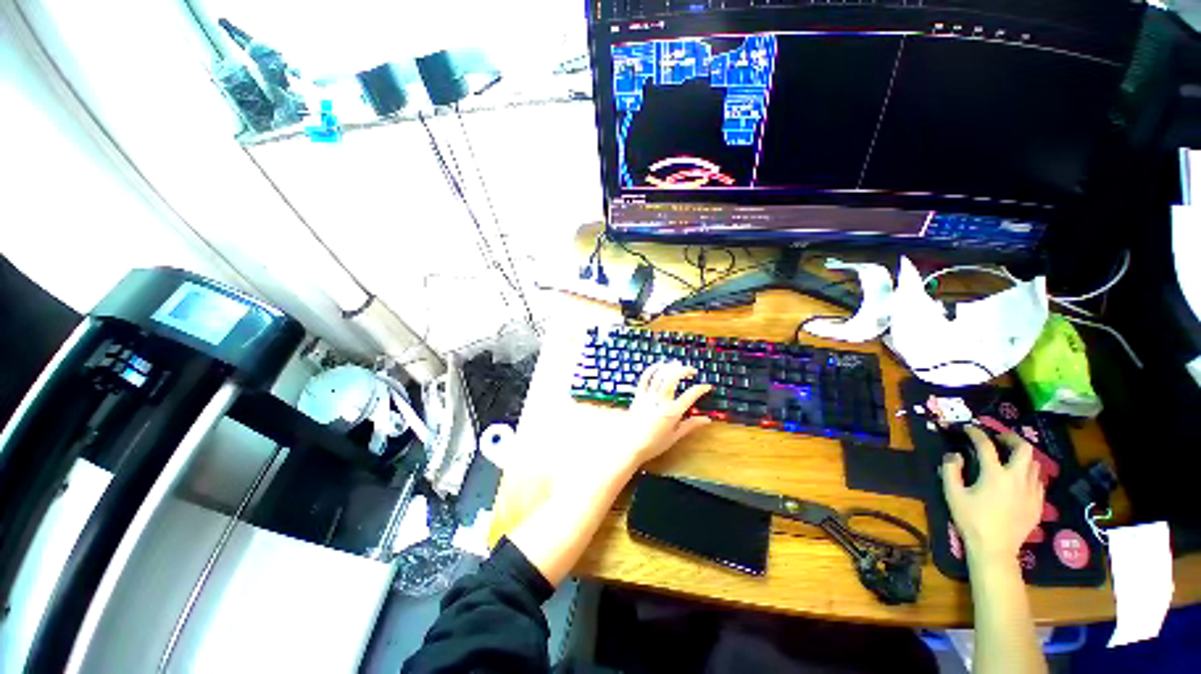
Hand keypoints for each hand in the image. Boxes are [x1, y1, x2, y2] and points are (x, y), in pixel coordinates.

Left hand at [609, 361, 712, 468]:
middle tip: (692, 371)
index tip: (707, 386)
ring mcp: (648, 396)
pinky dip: (652, 369)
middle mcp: (660, 401)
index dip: (700, 389)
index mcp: (672, 413)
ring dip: (670, 367)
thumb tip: (707, 420)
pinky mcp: (638, 395)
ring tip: (677, 365)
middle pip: (673, 378)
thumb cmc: (654, 444)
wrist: (631, 446)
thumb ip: (691, 425)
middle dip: (684, 371)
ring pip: (659, 375)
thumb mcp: (675, 436)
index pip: (690, 396)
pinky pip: (644, 378)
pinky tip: (659, 366)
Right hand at [940, 426, 1044, 565]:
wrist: (995, 548)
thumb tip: (954, 455)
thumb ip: (951, 470)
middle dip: (1011, 439)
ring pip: (1034, 464)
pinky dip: (1028, 475)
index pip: (986, 445)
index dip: (976, 434)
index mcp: (995, 474)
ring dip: (1021, 457)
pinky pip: (1038, 481)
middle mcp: (1017, 478)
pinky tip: (1018, 482)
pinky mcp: (1038, 503)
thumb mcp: (953, 494)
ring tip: (1009, 460)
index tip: (969, 429)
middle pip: (1024, 449)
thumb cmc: (971, 519)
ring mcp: (1031, 491)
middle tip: (999, 440)